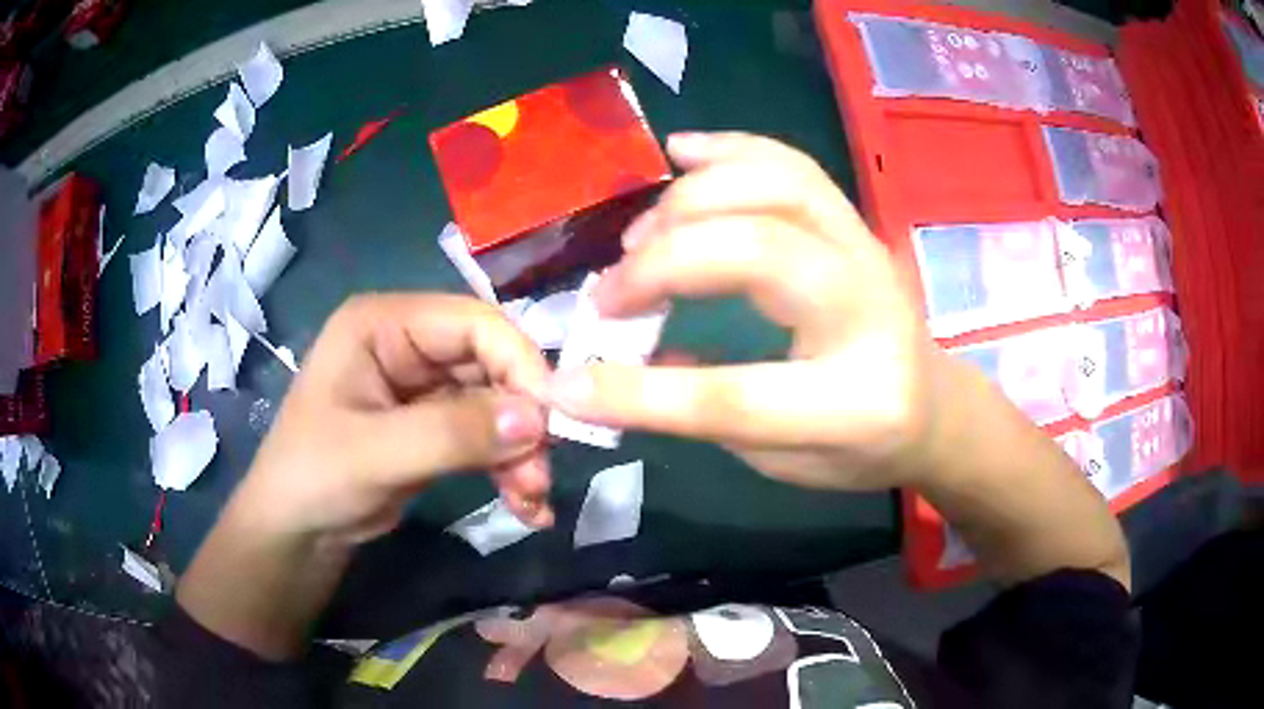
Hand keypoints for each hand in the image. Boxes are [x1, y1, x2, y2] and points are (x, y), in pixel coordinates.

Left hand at [234, 293, 555, 546]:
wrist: (295, 533)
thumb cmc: (313, 478)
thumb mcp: (374, 455)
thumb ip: (453, 433)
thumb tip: (538, 418)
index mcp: (384, 323)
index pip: (473, 322)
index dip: (519, 363)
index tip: (552, 421)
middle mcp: (409, 344)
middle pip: (492, 364)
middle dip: (522, 420)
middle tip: (540, 474)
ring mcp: (423, 386)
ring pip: (497, 404)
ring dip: (521, 451)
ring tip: (533, 499)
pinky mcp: (434, 426)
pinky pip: (487, 436)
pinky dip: (509, 468)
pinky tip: (525, 505)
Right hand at [547, 132, 939, 490]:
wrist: (931, 405)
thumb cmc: (855, 448)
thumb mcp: (779, 460)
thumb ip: (699, 412)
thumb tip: (607, 366)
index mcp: (853, 406)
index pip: (734, 397)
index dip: (640, 394)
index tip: (567, 384)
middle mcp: (871, 315)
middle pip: (762, 255)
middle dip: (665, 264)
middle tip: (611, 293)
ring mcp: (870, 253)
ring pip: (779, 188)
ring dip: (691, 200)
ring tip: (639, 234)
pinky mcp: (857, 222)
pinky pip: (794, 165)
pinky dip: (730, 149)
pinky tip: (681, 152)